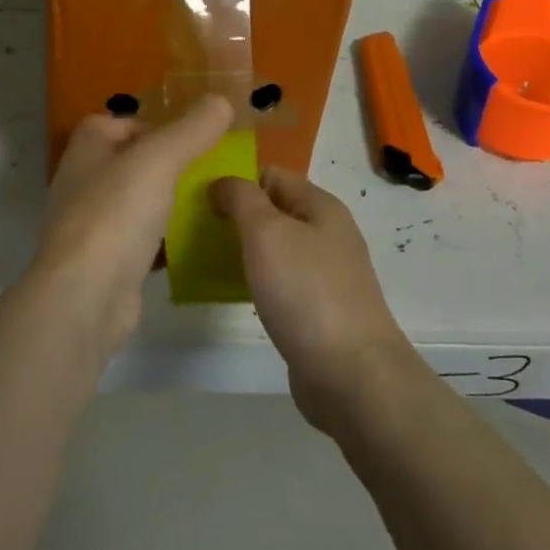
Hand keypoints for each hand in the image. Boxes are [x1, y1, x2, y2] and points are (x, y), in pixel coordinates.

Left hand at [29, 95, 233, 359]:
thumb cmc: (117, 213)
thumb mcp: (160, 159)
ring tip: (209, 203)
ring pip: (137, 202)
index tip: (187, 137)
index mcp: (87, 149)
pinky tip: (194, 244)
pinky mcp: (106, 262)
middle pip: (130, 162)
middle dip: (167, 165)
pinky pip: (141, 240)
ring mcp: (92, 224)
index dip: (151, 124)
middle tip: (208, 169)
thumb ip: (191, 129)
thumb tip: (221, 100)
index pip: (116, 123)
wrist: (86, 296)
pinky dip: (164, 240)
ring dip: (167, 202)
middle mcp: (83, 182)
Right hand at [210, 167, 418, 433]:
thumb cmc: (306, 292)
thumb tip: (222, 183)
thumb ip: (241, 198)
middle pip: (272, 211)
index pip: (270, 174)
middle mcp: (326, 233)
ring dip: (243, 251)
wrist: (352, 376)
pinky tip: (235, 294)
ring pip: (274, 248)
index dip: (235, 181)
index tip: (199, 199)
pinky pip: (280, 282)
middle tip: (196, 232)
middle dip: (235, 217)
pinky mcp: (319, 309)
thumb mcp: (266, 231)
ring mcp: (325, 273)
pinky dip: (257, 282)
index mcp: (320, 205)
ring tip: (206, 262)